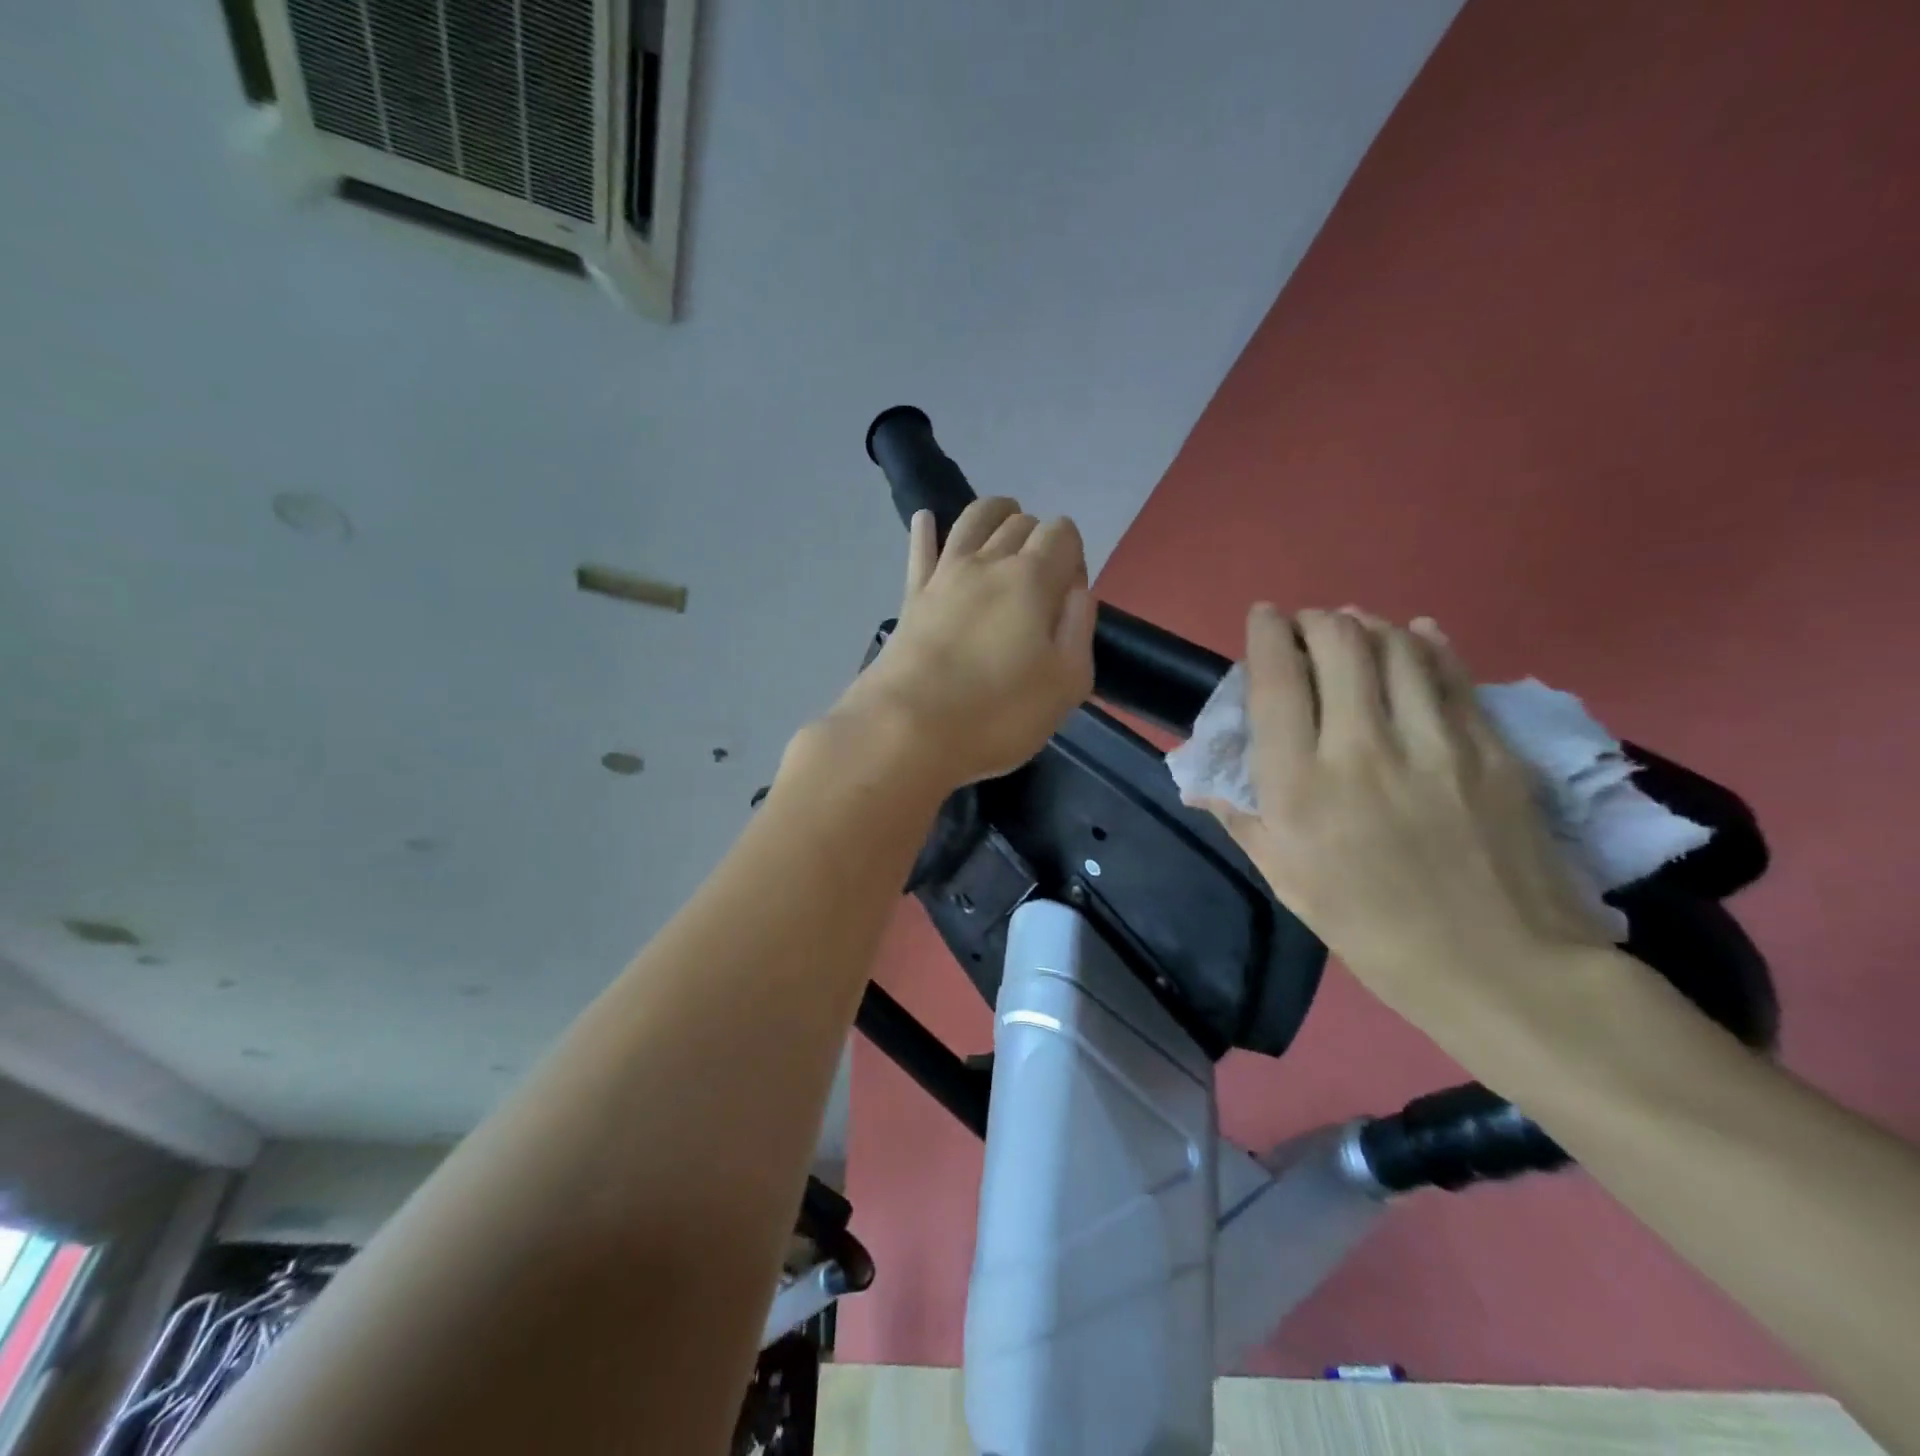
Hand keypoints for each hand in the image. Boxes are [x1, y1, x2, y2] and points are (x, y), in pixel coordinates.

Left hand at [830, 498, 1095, 791]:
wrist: (908, 730)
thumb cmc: (997, 714)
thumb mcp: (1067, 683)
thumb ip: (1078, 627)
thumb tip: (1075, 591)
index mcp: (1032, 579)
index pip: (1063, 533)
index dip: (1074, 556)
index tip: (1069, 597)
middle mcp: (987, 562)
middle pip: (1020, 523)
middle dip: (1039, 538)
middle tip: (1041, 580)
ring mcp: (943, 575)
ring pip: (972, 520)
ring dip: (995, 514)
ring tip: (1005, 524)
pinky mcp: (911, 597)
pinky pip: (920, 550)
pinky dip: (925, 530)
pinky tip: (925, 519)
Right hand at [1191, 605, 1611, 1023]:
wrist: (1498, 966)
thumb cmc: (1370, 928)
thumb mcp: (1286, 878)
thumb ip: (1243, 817)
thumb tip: (1205, 783)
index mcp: (1301, 785)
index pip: (1276, 680)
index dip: (1266, 634)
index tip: (1264, 617)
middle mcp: (1362, 747)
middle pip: (1339, 643)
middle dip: (1316, 620)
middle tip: (1308, 627)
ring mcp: (1434, 742)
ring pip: (1398, 645)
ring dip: (1369, 625)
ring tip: (1356, 629)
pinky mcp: (1490, 747)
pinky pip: (1452, 673)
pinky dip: (1426, 644)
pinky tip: (1415, 636)